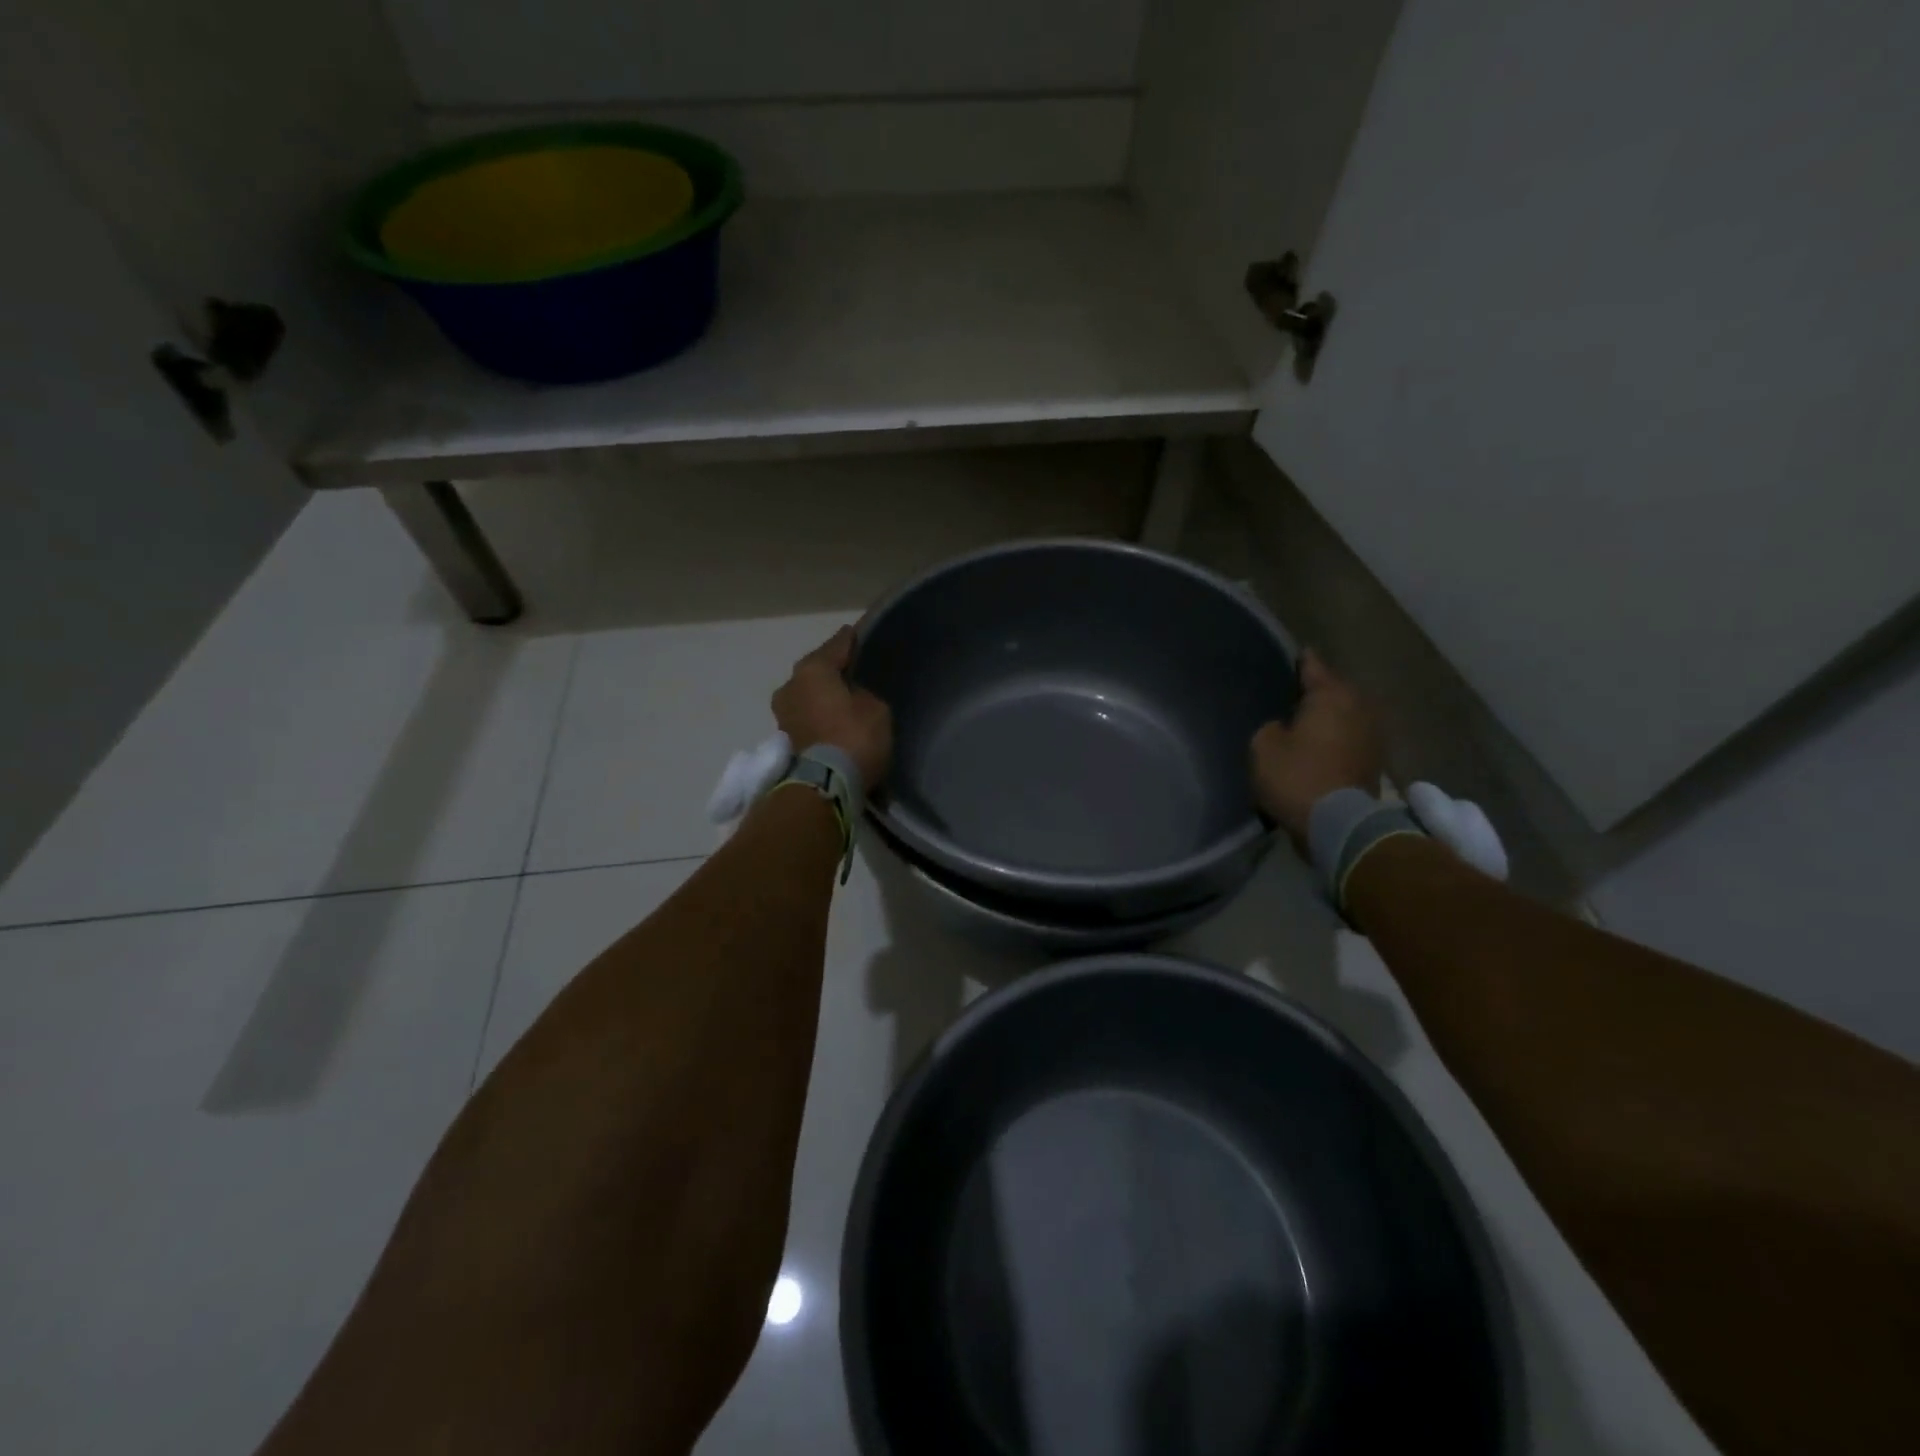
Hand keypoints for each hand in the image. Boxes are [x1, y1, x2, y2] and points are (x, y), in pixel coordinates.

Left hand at [773, 627, 892, 793]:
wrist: (826, 786)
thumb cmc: (854, 737)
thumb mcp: (875, 708)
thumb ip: (862, 694)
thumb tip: (851, 698)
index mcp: (812, 669)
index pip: (836, 646)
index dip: (849, 639)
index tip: (856, 632)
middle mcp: (791, 685)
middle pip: (816, 670)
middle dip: (832, 669)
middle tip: (851, 667)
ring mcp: (783, 713)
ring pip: (808, 694)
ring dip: (822, 694)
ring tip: (843, 695)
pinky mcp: (785, 739)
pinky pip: (807, 715)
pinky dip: (819, 714)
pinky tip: (833, 716)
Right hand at [1250, 650, 1382, 846]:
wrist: (1338, 824)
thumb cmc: (1296, 776)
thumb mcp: (1263, 746)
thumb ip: (1272, 727)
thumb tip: (1285, 728)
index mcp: (1331, 695)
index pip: (1313, 667)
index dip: (1301, 661)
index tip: (1295, 653)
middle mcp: (1359, 707)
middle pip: (1336, 690)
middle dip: (1319, 691)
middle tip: (1295, 693)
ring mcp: (1373, 735)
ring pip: (1347, 715)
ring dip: (1331, 717)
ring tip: (1308, 720)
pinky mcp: (1375, 761)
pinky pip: (1351, 738)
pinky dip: (1338, 738)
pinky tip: (1321, 744)